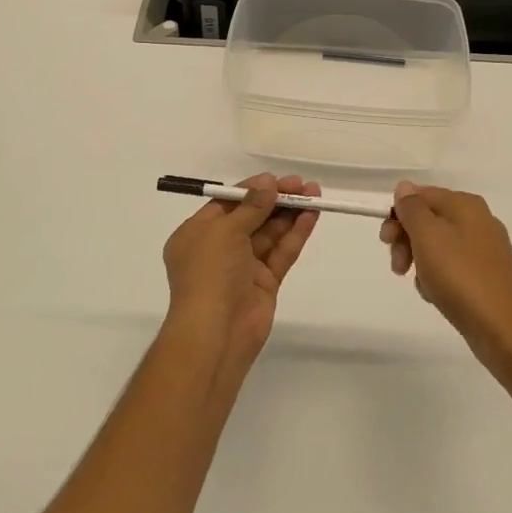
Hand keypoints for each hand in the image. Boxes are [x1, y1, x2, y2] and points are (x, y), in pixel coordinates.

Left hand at [162, 173, 319, 369]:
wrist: (216, 333)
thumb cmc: (209, 273)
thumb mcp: (224, 231)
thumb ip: (250, 206)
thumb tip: (268, 183)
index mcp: (197, 234)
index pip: (227, 204)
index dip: (252, 189)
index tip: (277, 179)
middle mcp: (218, 248)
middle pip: (251, 217)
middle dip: (276, 199)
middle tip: (302, 185)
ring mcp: (243, 267)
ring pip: (269, 234)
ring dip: (290, 214)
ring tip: (315, 195)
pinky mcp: (264, 284)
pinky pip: (280, 253)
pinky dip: (295, 235)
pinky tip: (311, 217)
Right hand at [380, 182, 511, 366]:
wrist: (505, 329)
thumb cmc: (461, 276)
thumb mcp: (428, 236)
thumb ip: (412, 208)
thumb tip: (405, 187)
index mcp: (465, 204)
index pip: (420, 195)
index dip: (398, 215)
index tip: (386, 241)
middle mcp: (478, 220)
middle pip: (428, 220)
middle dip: (406, 240)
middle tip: (398, 266)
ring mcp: (485, 249)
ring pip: (437, 246)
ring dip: (420, 262)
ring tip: (422, 286)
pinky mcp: (487, 275)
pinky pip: (452, 267)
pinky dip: (438, 278)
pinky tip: (437, 295)